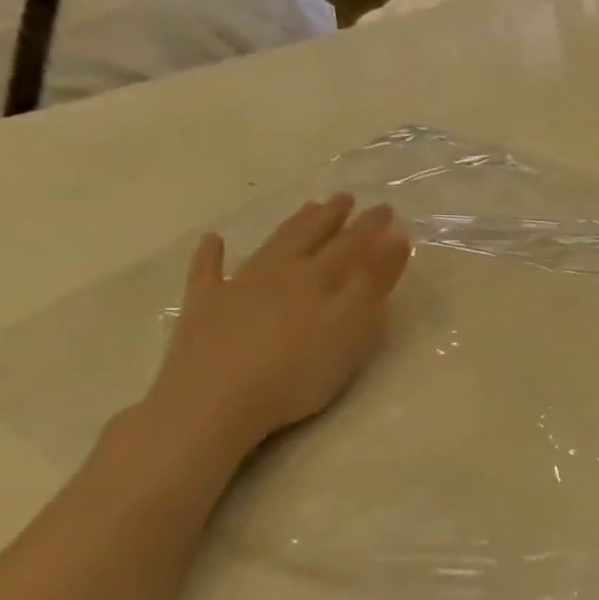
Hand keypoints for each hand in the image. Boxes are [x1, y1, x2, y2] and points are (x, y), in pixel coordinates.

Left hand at [146, 195, 411, 453]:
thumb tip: (395, 236)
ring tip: (308, 208)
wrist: (214, 403)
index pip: (353, 244)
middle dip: (333, 218)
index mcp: (320, 277)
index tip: (387, 208)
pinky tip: (213, 241)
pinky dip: (210, 255)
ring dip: (292, 226)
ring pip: (271, 247)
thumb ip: (374, 280)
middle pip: (311, 238)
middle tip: (346, 197)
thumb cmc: (298, 370)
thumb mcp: (353, 325)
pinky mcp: (203, 309)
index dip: (371, 227)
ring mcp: (237, 288)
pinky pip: (207, 273)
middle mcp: (280, 272)